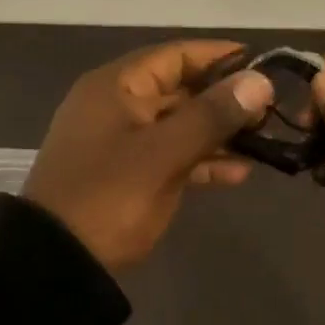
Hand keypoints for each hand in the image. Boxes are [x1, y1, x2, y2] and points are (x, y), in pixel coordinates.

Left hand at [25, 40, 274, 271]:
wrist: (54, 269)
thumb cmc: (108, 196)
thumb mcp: (162, 154)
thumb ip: (211, 115)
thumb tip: (260, 81)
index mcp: (117, 85)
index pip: (177, 55)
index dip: (220, 56)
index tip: (262, 63)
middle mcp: (119, 104)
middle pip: (181, 88)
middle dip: (225, 97)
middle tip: (269, 109)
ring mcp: (123, 141)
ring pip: (180, 124)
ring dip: (218, 131)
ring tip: (262, 141)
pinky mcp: (129, 174)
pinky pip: (172, 155)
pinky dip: (202, 160)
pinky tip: (238, 173)